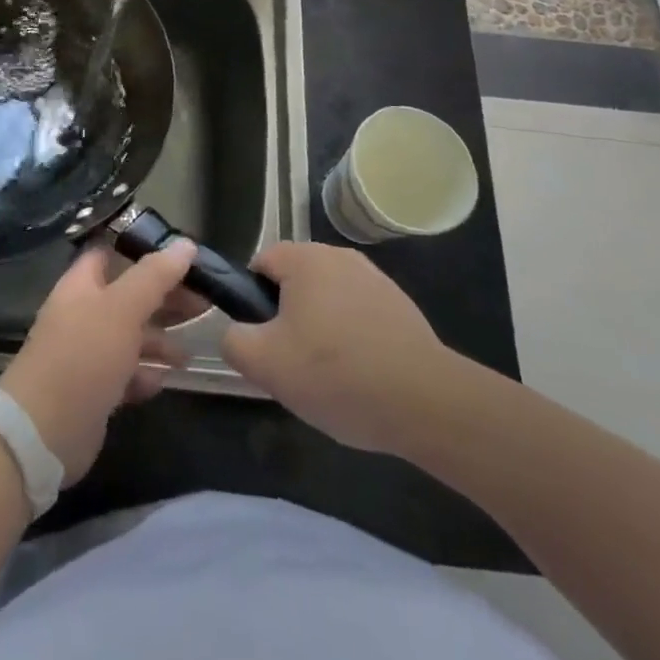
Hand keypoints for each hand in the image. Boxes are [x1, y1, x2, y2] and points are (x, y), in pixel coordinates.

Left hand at [0, 240, 195, 481]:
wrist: (44, 431)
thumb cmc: (83, 356)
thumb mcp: (122, 308)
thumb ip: (154, 276)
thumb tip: (185, 244)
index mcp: (82, 285)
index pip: (112, 253)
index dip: (144, 249)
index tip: (183, 254)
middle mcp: (83, 314)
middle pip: (129, 296)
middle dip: (164, 298)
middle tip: (204, 303)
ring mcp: (87, 353)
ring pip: (131, 337)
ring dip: (160, 341)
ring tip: (189, 352)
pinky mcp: (94, 390)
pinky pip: (126, 374)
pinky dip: (146, 375)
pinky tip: (163, 380)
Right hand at [221, 243, 468, 456]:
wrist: (427, 403)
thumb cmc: (336, 374)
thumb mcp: (265, 364)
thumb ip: (232, 340)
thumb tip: (234, 332)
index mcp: (306, 258)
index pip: (260, 263)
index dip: (252, 301)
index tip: (262, 340)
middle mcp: (340, 256)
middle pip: (295, 281)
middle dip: (287, 317)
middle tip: (291, 362)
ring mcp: (375, 279)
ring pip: (327, 300)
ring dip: (320, 328)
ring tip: (327, 375)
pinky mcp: (401, 307)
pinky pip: (358, 315)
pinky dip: (352, 339)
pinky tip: (360, 376)